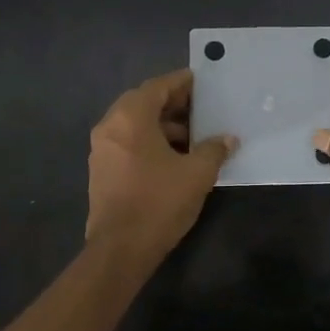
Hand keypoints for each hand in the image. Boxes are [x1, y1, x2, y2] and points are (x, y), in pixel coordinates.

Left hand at [86, 68, 234, 259]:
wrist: (121, 249)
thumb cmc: (159, 202)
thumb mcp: (197, 173)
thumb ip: (214, 150)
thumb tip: (227, 139)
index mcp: (130, 118)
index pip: (157, 87)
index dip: (181, 82)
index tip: (201, 81)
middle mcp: (110, 126)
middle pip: (143, 103)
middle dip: (173, 104)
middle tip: (201, 108)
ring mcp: (102, 150)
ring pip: (135, 125)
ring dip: (162, 125)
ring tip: (193, 136)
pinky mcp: (102, 170)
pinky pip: (128, 143)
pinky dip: (150, 141)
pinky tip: (174, 157)